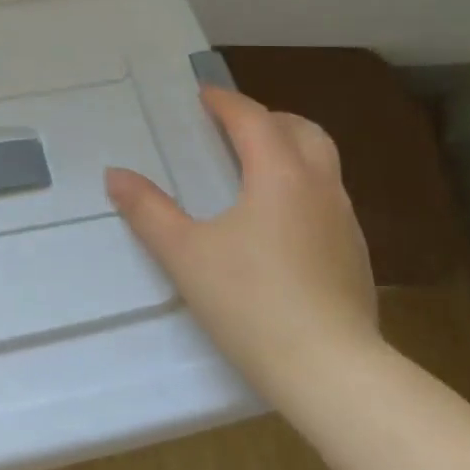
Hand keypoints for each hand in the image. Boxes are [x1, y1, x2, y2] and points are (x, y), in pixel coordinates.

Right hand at [105, 86, 380, 408]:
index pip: (253, 119)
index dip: (225, 102)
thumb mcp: (185, 254)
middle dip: (267, 119)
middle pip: (302, 130)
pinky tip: (278, 224)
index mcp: (280, 175)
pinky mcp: (355, 256)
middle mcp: (320, 188)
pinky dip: (302, 188)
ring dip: (289, 151)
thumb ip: (148, 210)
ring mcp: (344, 222)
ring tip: (253, 170)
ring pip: (322, 164)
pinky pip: (327, 200)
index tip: (202, 95)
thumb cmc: (251, 302)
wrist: (331, 374)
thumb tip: (114, 175)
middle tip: (232, 127)